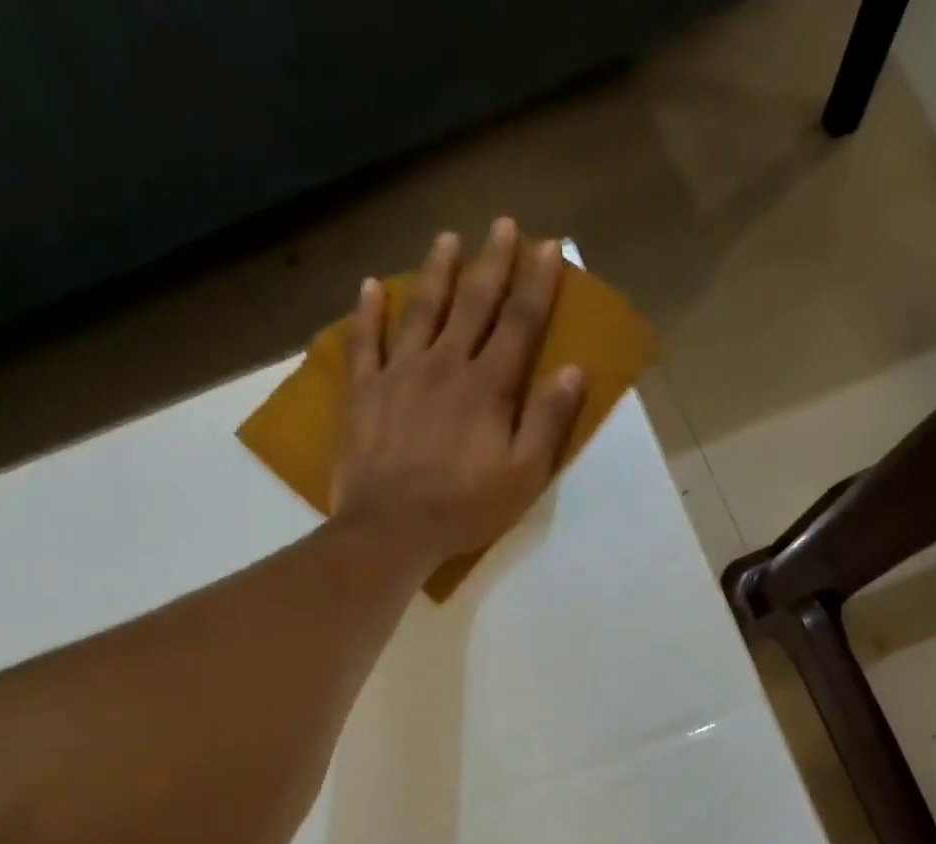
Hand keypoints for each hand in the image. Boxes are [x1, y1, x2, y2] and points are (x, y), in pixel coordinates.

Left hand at [331, 218, 587, 569]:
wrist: (391, 527)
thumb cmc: (464, 508)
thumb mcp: (523, 476)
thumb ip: (548, 422)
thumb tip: (572, 371)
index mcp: (488, 386)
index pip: (520, 323)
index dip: (538, 284)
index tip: (550, 247)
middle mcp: (445, 365)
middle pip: (473, 304)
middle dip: (492, 262)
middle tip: (502, 224)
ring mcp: (400, 374)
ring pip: (421, 311)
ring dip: (436, 272)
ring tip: (447, 240)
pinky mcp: (363, 392)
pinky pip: (364, 342)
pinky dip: (367, 313)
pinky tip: (371, 287)